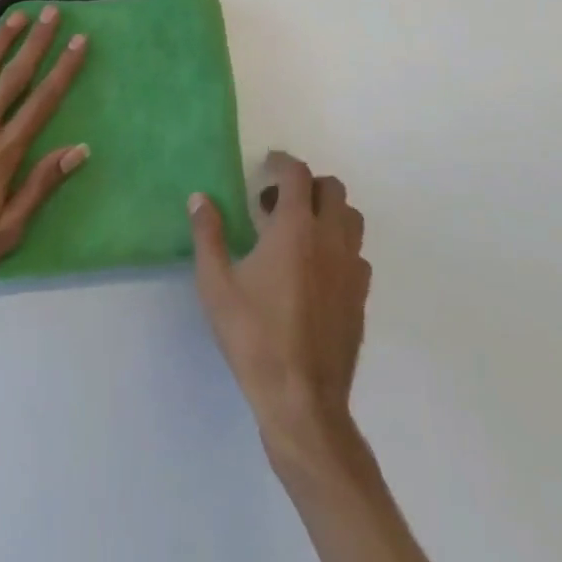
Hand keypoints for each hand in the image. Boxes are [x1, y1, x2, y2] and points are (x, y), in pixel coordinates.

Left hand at [0, 8, 88, 303]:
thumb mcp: (6, 230)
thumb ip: (41, 185)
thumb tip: (79, 149)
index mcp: (3, 154)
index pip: (42, 102)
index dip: (63, 69)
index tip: (79, 42)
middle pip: (13, 78)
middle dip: (36, 44)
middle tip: (52, 14)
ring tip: (15, 17)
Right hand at [189, 151, 370, 471]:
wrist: (301, 399)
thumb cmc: (253, 336)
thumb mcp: (216, 284)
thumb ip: (208, 235)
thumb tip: (200, 198)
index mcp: (295, 229)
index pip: (298, 175)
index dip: (283, 162)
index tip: (268, 164)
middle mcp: (330, 240)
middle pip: (333, 189)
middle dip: (307, 184)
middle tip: (277, 203)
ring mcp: (351, 269)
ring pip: (352, 219)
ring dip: (328, 212)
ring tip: (298, 232)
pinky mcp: (361, 297)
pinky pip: (357, 254)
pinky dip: (339, 247)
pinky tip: (316, 269)